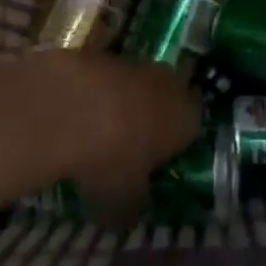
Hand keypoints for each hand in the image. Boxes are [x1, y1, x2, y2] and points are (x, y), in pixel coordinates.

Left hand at [21, 49, 200, 222]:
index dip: (175, 145)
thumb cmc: (114, 159)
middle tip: (130, 146)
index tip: (157, 162)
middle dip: (151, 119)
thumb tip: (129, 213)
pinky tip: (77, 115)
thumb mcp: (124, 200)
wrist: (72, 106)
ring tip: (99, 132)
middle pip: (166, 100)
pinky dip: (97, 94)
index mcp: (187, 118)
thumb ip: (133, 205)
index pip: (192, 129)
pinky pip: (107, 78)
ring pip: (137, 86)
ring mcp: (137, 63)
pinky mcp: (103, 53)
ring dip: (123, 104)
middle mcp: (170, 83)